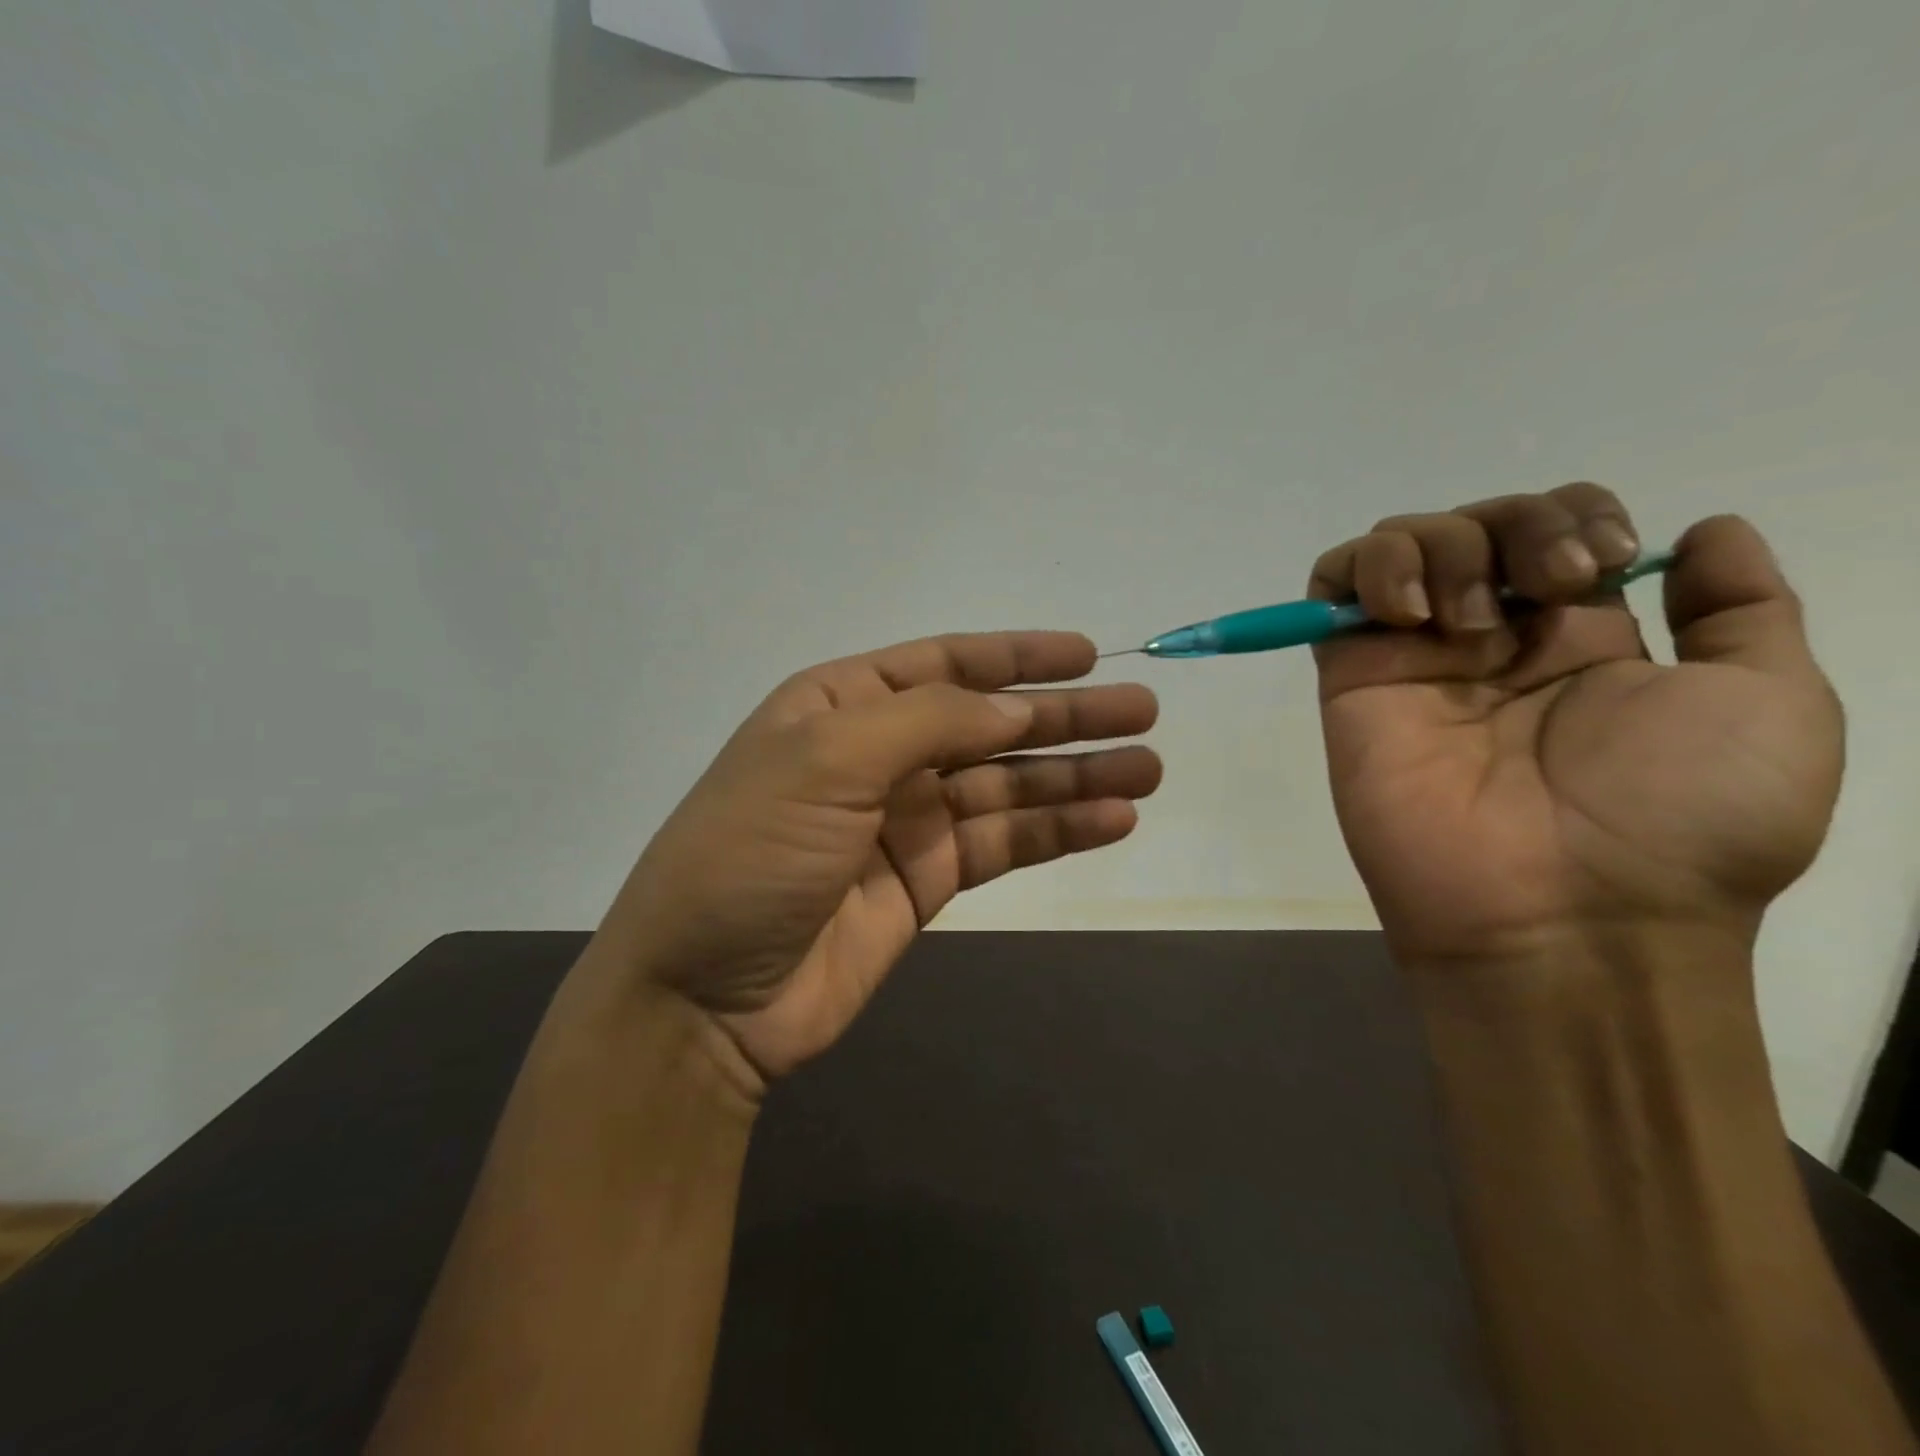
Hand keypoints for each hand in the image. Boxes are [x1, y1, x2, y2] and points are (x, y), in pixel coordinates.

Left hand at [598, 632, 1159, 1090]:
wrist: (704, 996)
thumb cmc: (753, 852)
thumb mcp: (827, 759)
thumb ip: (928, 722)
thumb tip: (1016, 708)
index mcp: (842, 707)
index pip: (944, 665)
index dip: (1017, 657)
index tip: (1087, 656)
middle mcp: (878, 755)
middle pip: (989, 726)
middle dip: (1065, 718)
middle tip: (1143, 713)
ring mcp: (905, 821)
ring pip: (1006, 787)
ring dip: (1075, 777)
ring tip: (1147, 768)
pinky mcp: (926, 882)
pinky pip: (1002, 845)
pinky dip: (1055, 833)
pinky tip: (1112, 821)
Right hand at [1310, 484, 1842, 965]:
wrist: (1568, 912)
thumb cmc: (1682, 822)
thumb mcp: (1773, 705)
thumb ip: (1742, 610)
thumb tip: (1703, 532)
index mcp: (1579, 637)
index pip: (1551, 527)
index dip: (1573, 513)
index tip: (1602, 563)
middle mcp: (1490, 638)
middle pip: (1476, 522)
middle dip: (1517, 525)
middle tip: (1550, 587)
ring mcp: (1412, 657)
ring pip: (1399, 543)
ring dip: (1440, 545)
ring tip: (1464, 617)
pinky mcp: (1351, 678)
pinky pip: (1331, 588)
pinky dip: (1362, 568)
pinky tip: (1405, 611)